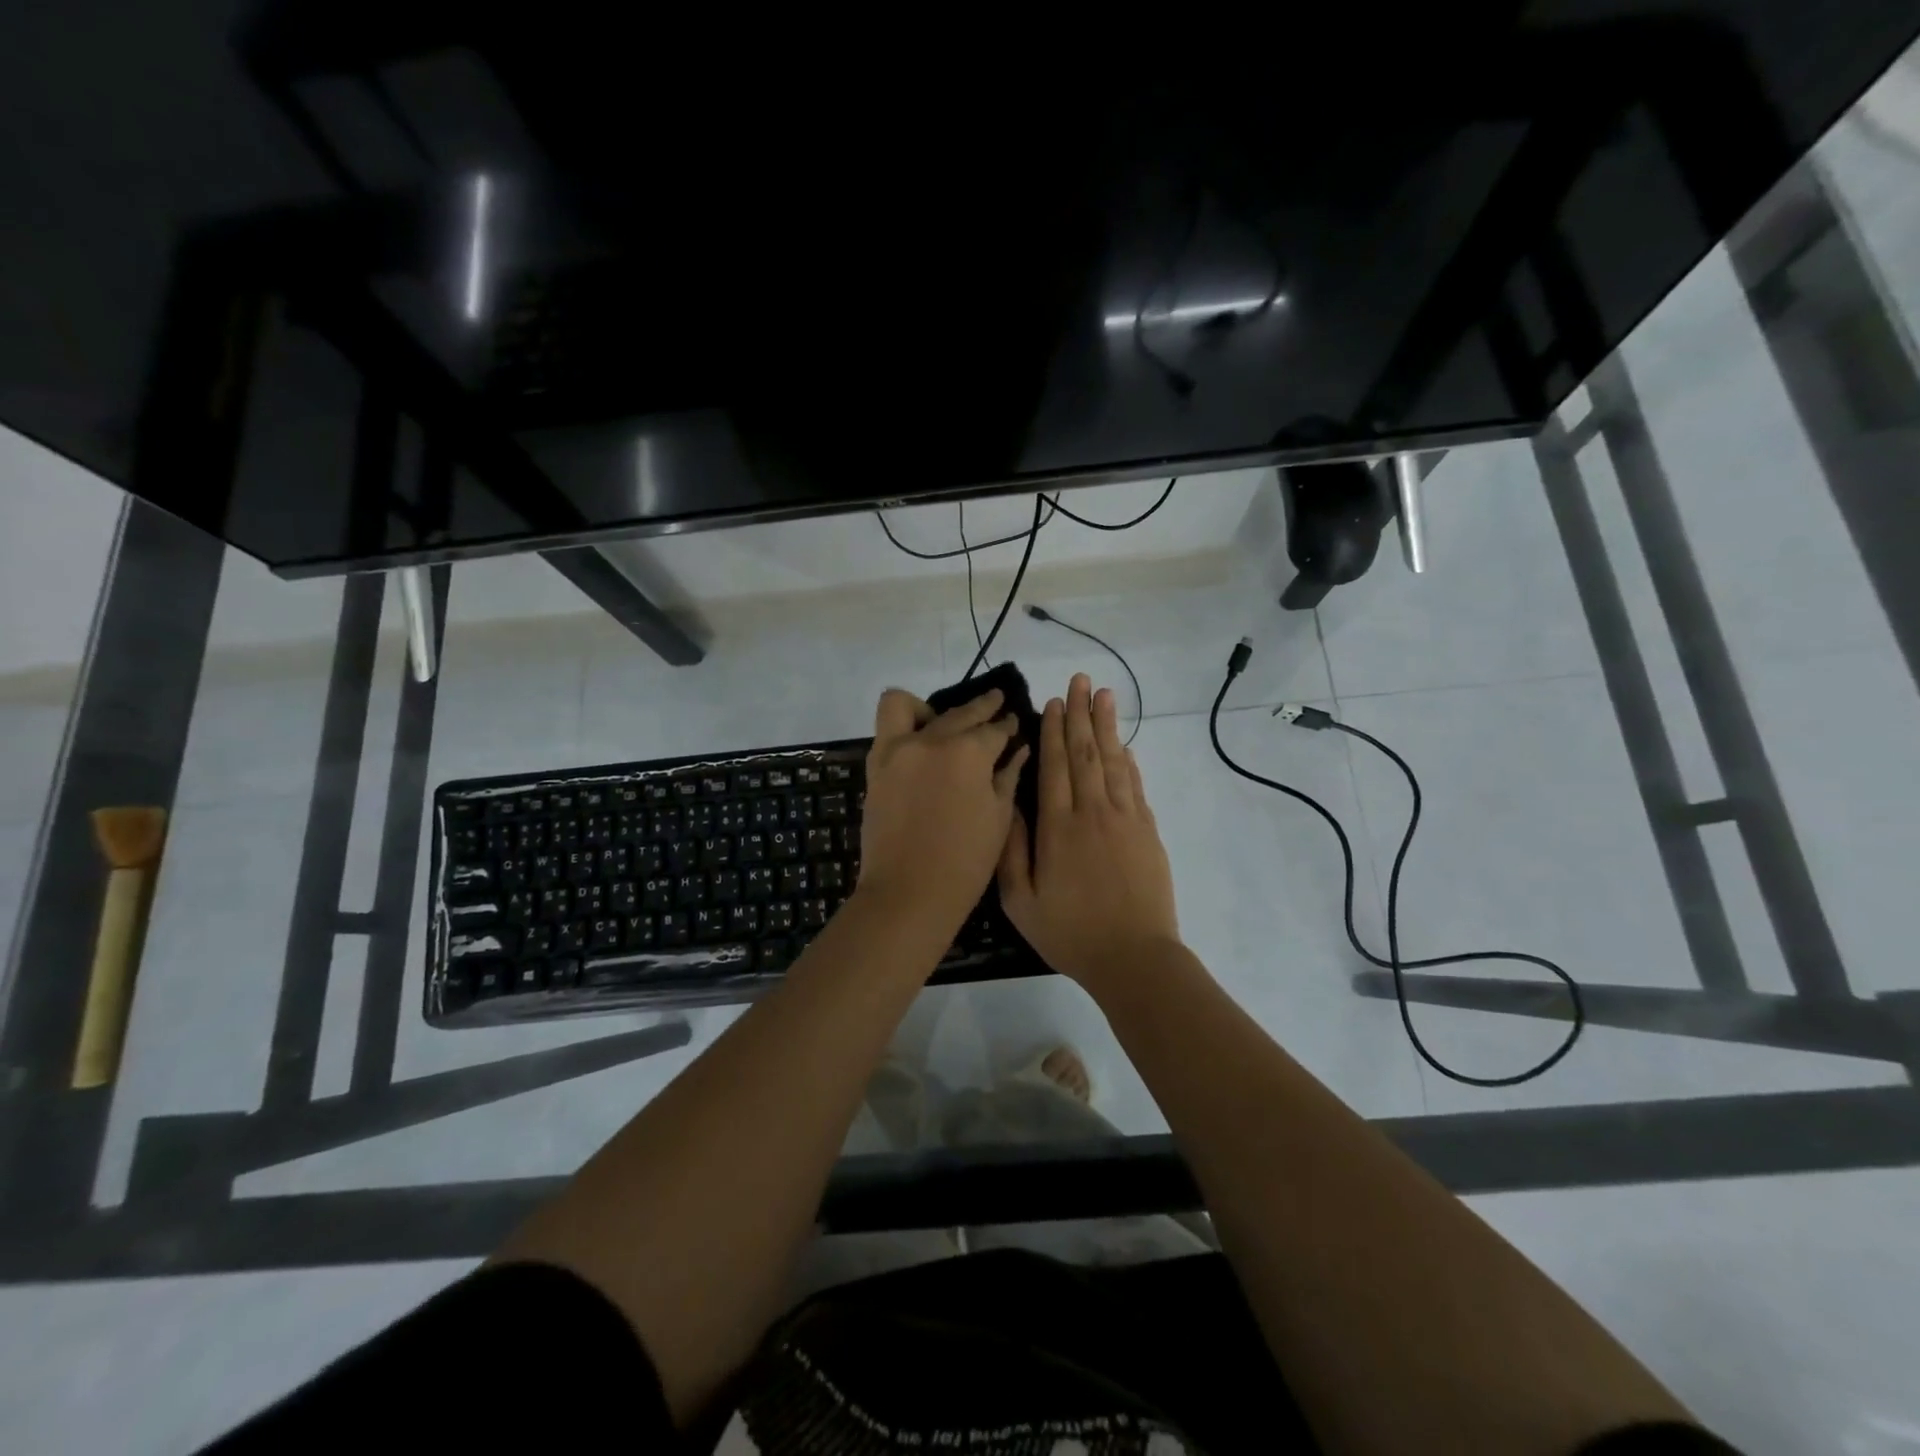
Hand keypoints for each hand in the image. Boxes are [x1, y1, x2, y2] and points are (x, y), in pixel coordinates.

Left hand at [857, 687, 1029, 926]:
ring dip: (931, 708)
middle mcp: (932, 740)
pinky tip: (920, 741)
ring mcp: (897, 749)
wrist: (909, 893)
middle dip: (983, 708)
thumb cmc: (965, 863)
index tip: (1014, 724)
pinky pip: (887, 727)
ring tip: (944, 723)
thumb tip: (1017, 749)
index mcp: (969, 753)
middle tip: (997, 705)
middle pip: (960, 713)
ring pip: (911, 706)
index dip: (1008, 727)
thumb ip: (1008, 776)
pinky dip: (904, 725)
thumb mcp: (998, 818)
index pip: (995, 729)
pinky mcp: (875, 765)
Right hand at [998, 673, 1179, 990]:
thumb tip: (1007, 805)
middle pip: (1085, 753)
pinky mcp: (1147, 832)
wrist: (1134, 958)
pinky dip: (1128, 762)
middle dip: (1080, 714)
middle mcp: (1092, 813)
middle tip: (1080, 680)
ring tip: (1104, 695)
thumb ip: (1011, 850)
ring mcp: (1125, 819)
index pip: (1055, 767)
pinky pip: (1135, 786)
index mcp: (1058, 827)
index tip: (1053, 701)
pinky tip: (1124, 746)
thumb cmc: (1070, 932)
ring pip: (1113, 762)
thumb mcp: (1021, 901)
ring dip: (1107, 726)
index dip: (1053, 731)